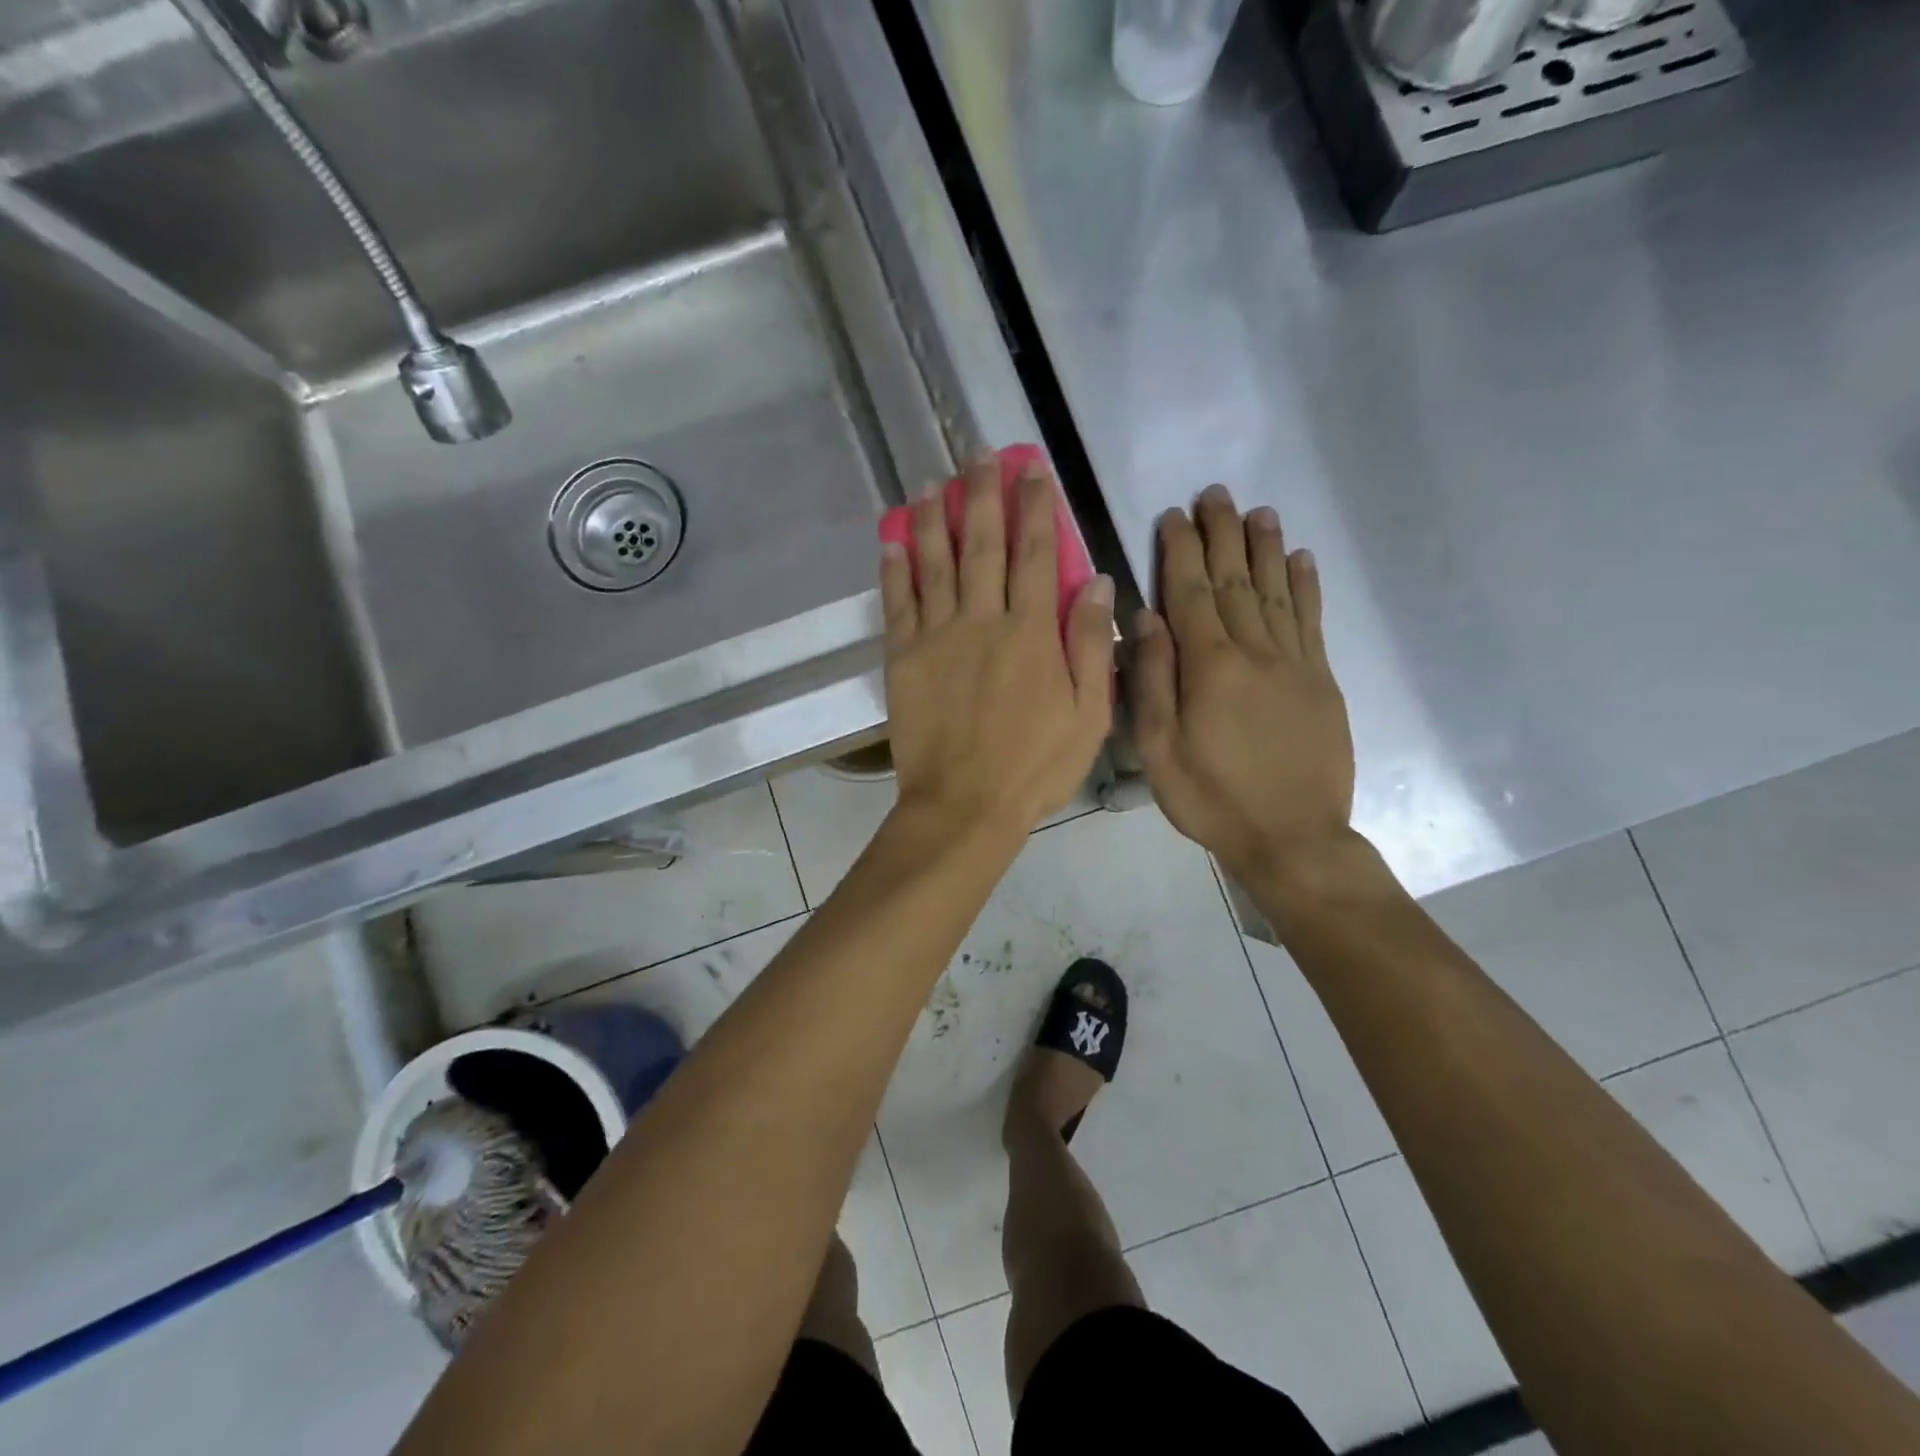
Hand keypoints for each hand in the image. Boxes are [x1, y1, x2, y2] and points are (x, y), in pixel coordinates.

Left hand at [881, 457, 1114, 839]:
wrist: (964, 806)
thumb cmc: (1035, 767)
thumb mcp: (1088, 715)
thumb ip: (1090, 645)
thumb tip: (1098, 581)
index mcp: (1032, 633)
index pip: (1036, 554)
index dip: (1035, 507)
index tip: (1032, 470)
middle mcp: (982, 621)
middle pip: (982, 544)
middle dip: (983, 494)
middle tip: (980, 455)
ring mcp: (937, 637)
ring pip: (935, 563)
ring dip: (934, 518)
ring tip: (933, 482)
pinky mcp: (903, 658)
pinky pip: (898, 602)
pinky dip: (895, 568)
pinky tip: (892, 539)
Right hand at [1132, 485, 1354, 883]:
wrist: (1294, 839)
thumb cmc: (1212, 799)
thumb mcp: (1160, 751)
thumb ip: (1153, 681)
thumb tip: (1147, 618)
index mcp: (1210, 668)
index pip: (1191, 594)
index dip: (1181, 551)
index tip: (1173, 515)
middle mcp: (1255, 652)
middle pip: (1236, 581)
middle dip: (1222, 534)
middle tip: (1215, 493)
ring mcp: (1295, 664)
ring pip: (1277, 591)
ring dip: (1266, 547)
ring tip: (1257, 511)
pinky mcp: (1322, 680)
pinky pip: (1312, 621)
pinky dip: (1306, 586)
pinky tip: (1301, 558)